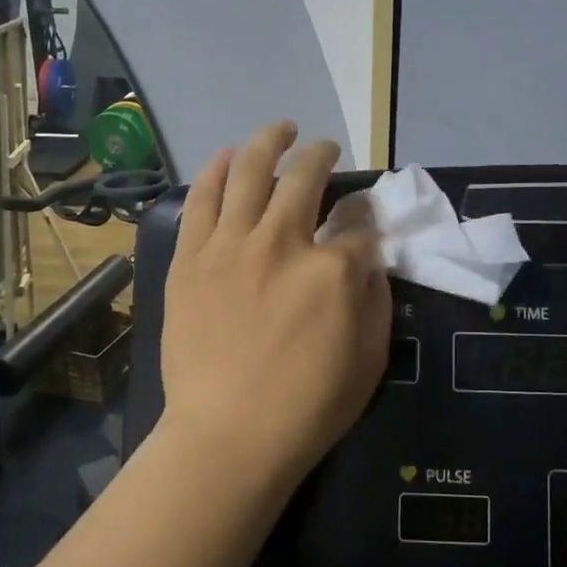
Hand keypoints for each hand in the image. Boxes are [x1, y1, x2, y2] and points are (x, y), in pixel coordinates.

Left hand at [160, 121, 390, 488]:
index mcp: (332, 269)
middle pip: (306, 177)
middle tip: (326, 150)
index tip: (363, 219)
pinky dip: (216, 169)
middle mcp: (282, 241)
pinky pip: (202, 197)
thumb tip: (369, 256)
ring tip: (281, 129)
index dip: (366, 217)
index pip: (359, 224)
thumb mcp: (370, 358)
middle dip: (322, 155)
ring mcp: (230, 245)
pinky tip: (227, 156)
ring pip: (249, 170)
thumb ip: (376, 297)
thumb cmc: (308, 407)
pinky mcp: (191, 257)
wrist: (228, 436)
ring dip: (269, 141)